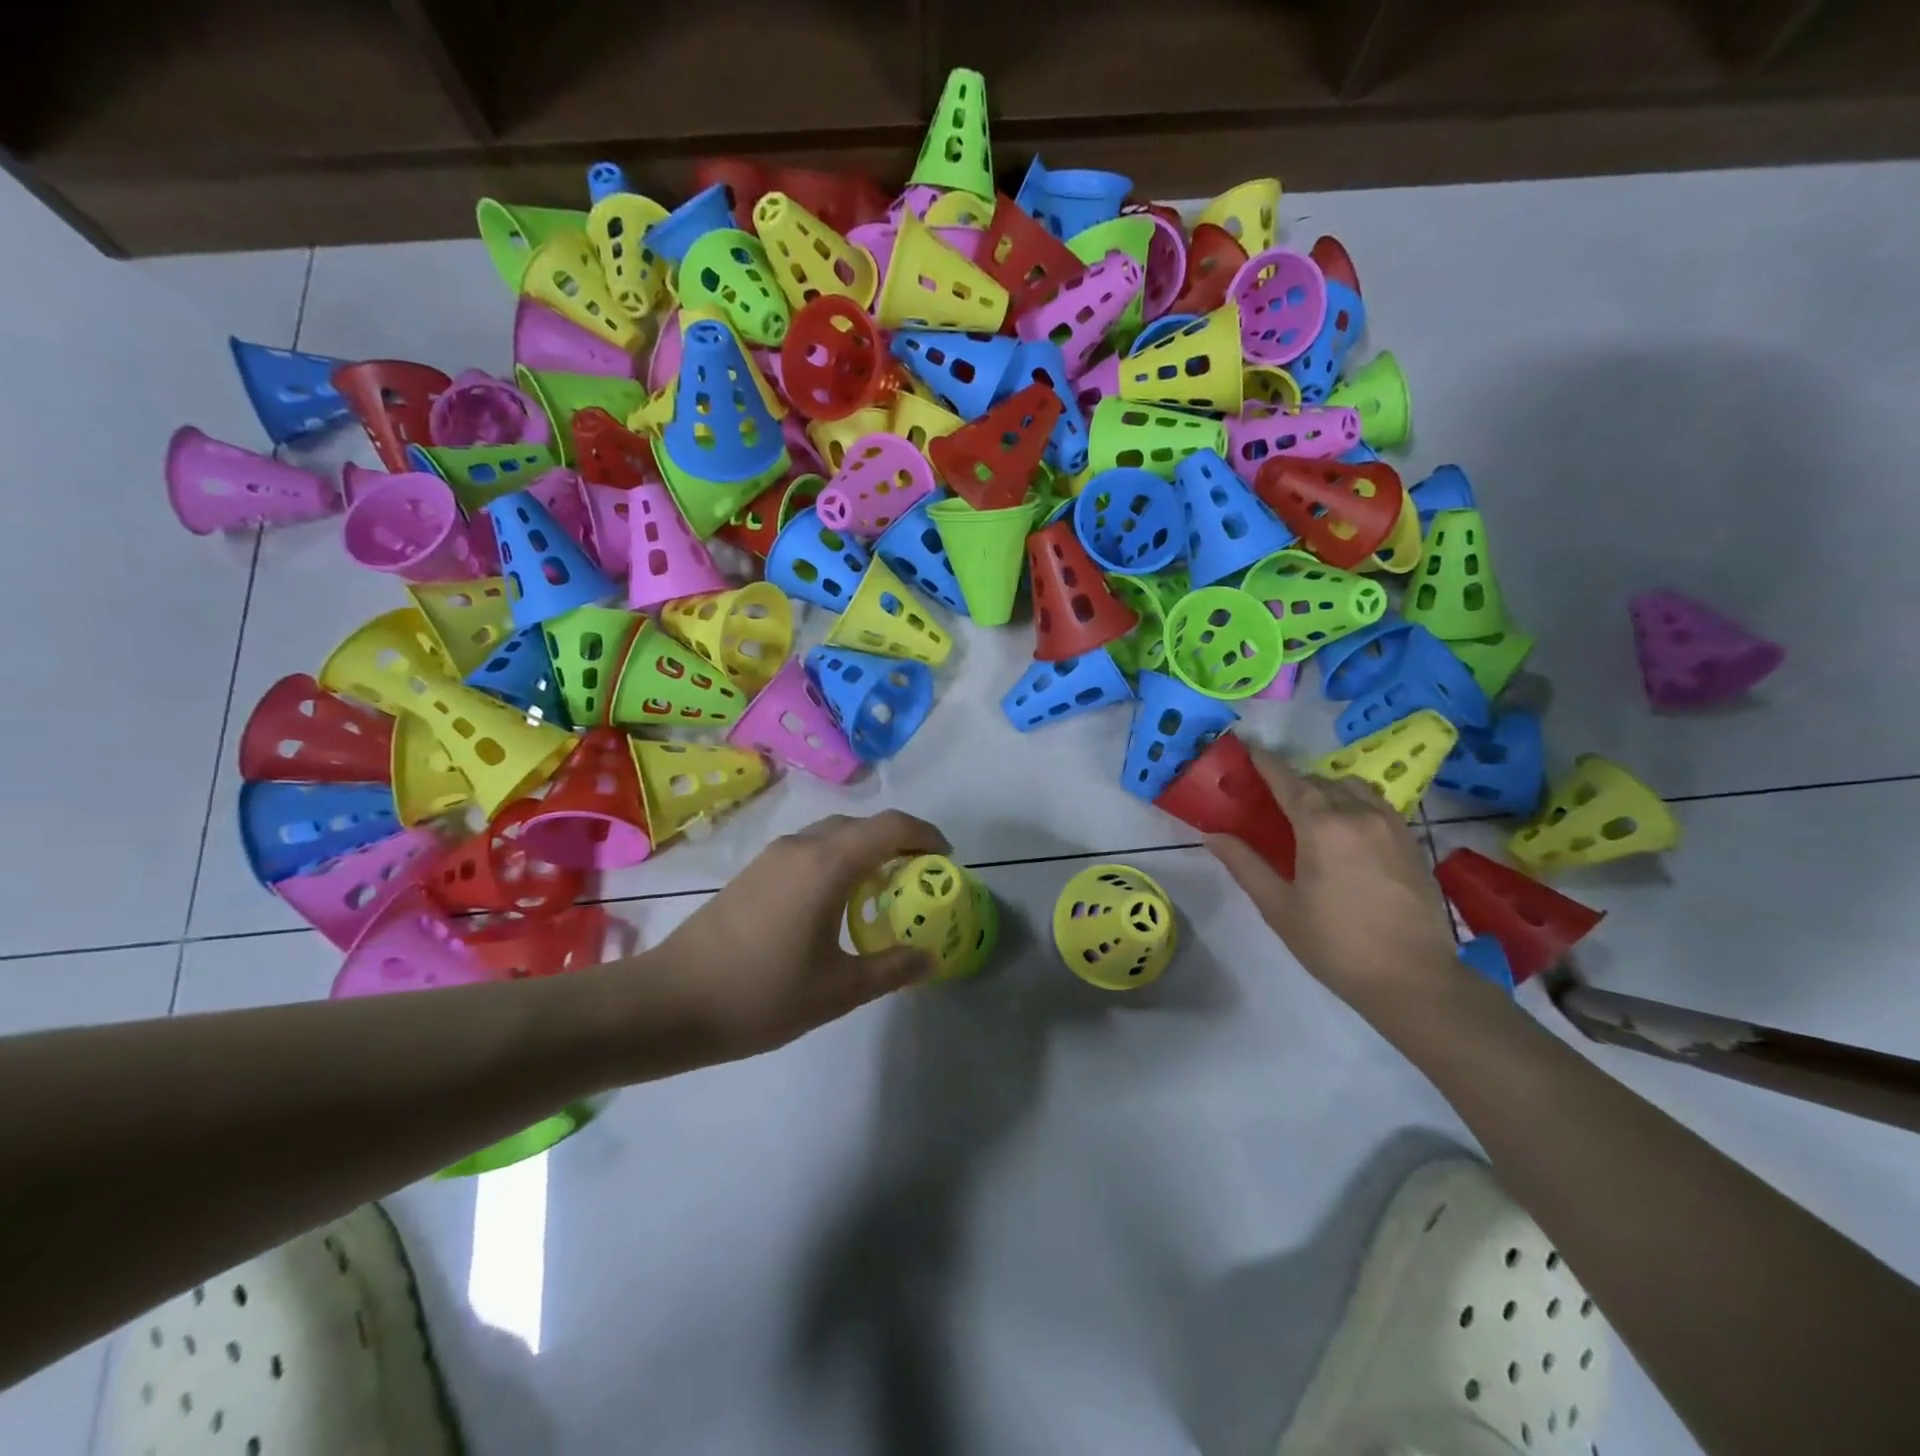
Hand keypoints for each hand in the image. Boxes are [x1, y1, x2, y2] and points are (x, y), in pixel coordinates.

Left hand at [650, 810, 950, 1061]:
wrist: (670, 1001)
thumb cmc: (761, 994)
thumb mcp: (838, 989)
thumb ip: (891, 968)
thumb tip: (930, 957)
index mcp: (828, 865)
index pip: (891, 826)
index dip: (926, 835)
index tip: (945, 860)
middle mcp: (802, 847)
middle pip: (863, 825)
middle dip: (898, 842)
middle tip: (918, 878)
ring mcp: (773, 856)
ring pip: (833, 835)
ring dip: (865, 850)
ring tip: (881, 891)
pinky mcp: (753, 871)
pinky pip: (810, 850)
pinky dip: (837, 860)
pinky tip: (835, 903)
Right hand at [1205, 746, 1458, 1007]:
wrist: (1413, 979)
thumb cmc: (1335, 943)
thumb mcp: (1279, 906)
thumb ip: (1244, 864)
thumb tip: (1212, 835)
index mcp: (1321, 826)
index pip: (1287, 779)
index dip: (1265, 762)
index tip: (1247, 748)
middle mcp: (1358, 814)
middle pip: (1319, 781)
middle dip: (1293, 781)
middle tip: (1270, 797)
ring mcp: (1391, 825)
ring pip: (1352, 788)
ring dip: (1327, 790)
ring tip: (1311, 813)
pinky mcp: (1412, 841)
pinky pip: (1376, 805)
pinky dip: (1354, 804)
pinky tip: (1345, 832)